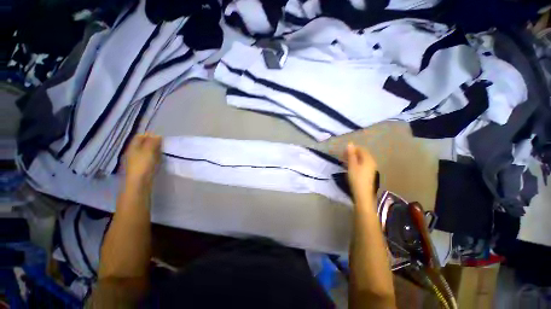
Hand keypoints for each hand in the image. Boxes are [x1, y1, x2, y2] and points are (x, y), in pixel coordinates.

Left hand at [124, 133, 161, 185]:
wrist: (140, 182)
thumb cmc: (143, 164)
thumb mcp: (148, 151)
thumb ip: (153, 142)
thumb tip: (157, 135)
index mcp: (133, 147)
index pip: (140, 136)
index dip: (149, 135)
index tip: (160, 138)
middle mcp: (133, 152)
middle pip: (143, 143)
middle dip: (152, 142)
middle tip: (162, 144)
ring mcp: (137, 160)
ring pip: (146, 151)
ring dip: (154, 150)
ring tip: (162, 151)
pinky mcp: (142, 166)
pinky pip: (148, 158)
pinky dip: (154, 156)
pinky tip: (159, 159)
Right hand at [345, 143, 377, 204]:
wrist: (362, 193)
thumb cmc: (356, 178)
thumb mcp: (352, 165)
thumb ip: (351, 154)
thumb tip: (350, 143)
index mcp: (368, 159)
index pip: (361, 149)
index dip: (352, 149)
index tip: (343, 153)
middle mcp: (372, 162)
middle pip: (362, 154)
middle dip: (353, 154)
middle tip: (343, 157)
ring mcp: (371, 168)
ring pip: (362, 159)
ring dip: (354, 159)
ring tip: (345, 162)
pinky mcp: (369, 173)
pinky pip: (363, 164)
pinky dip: (356, 163)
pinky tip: (351, 168)